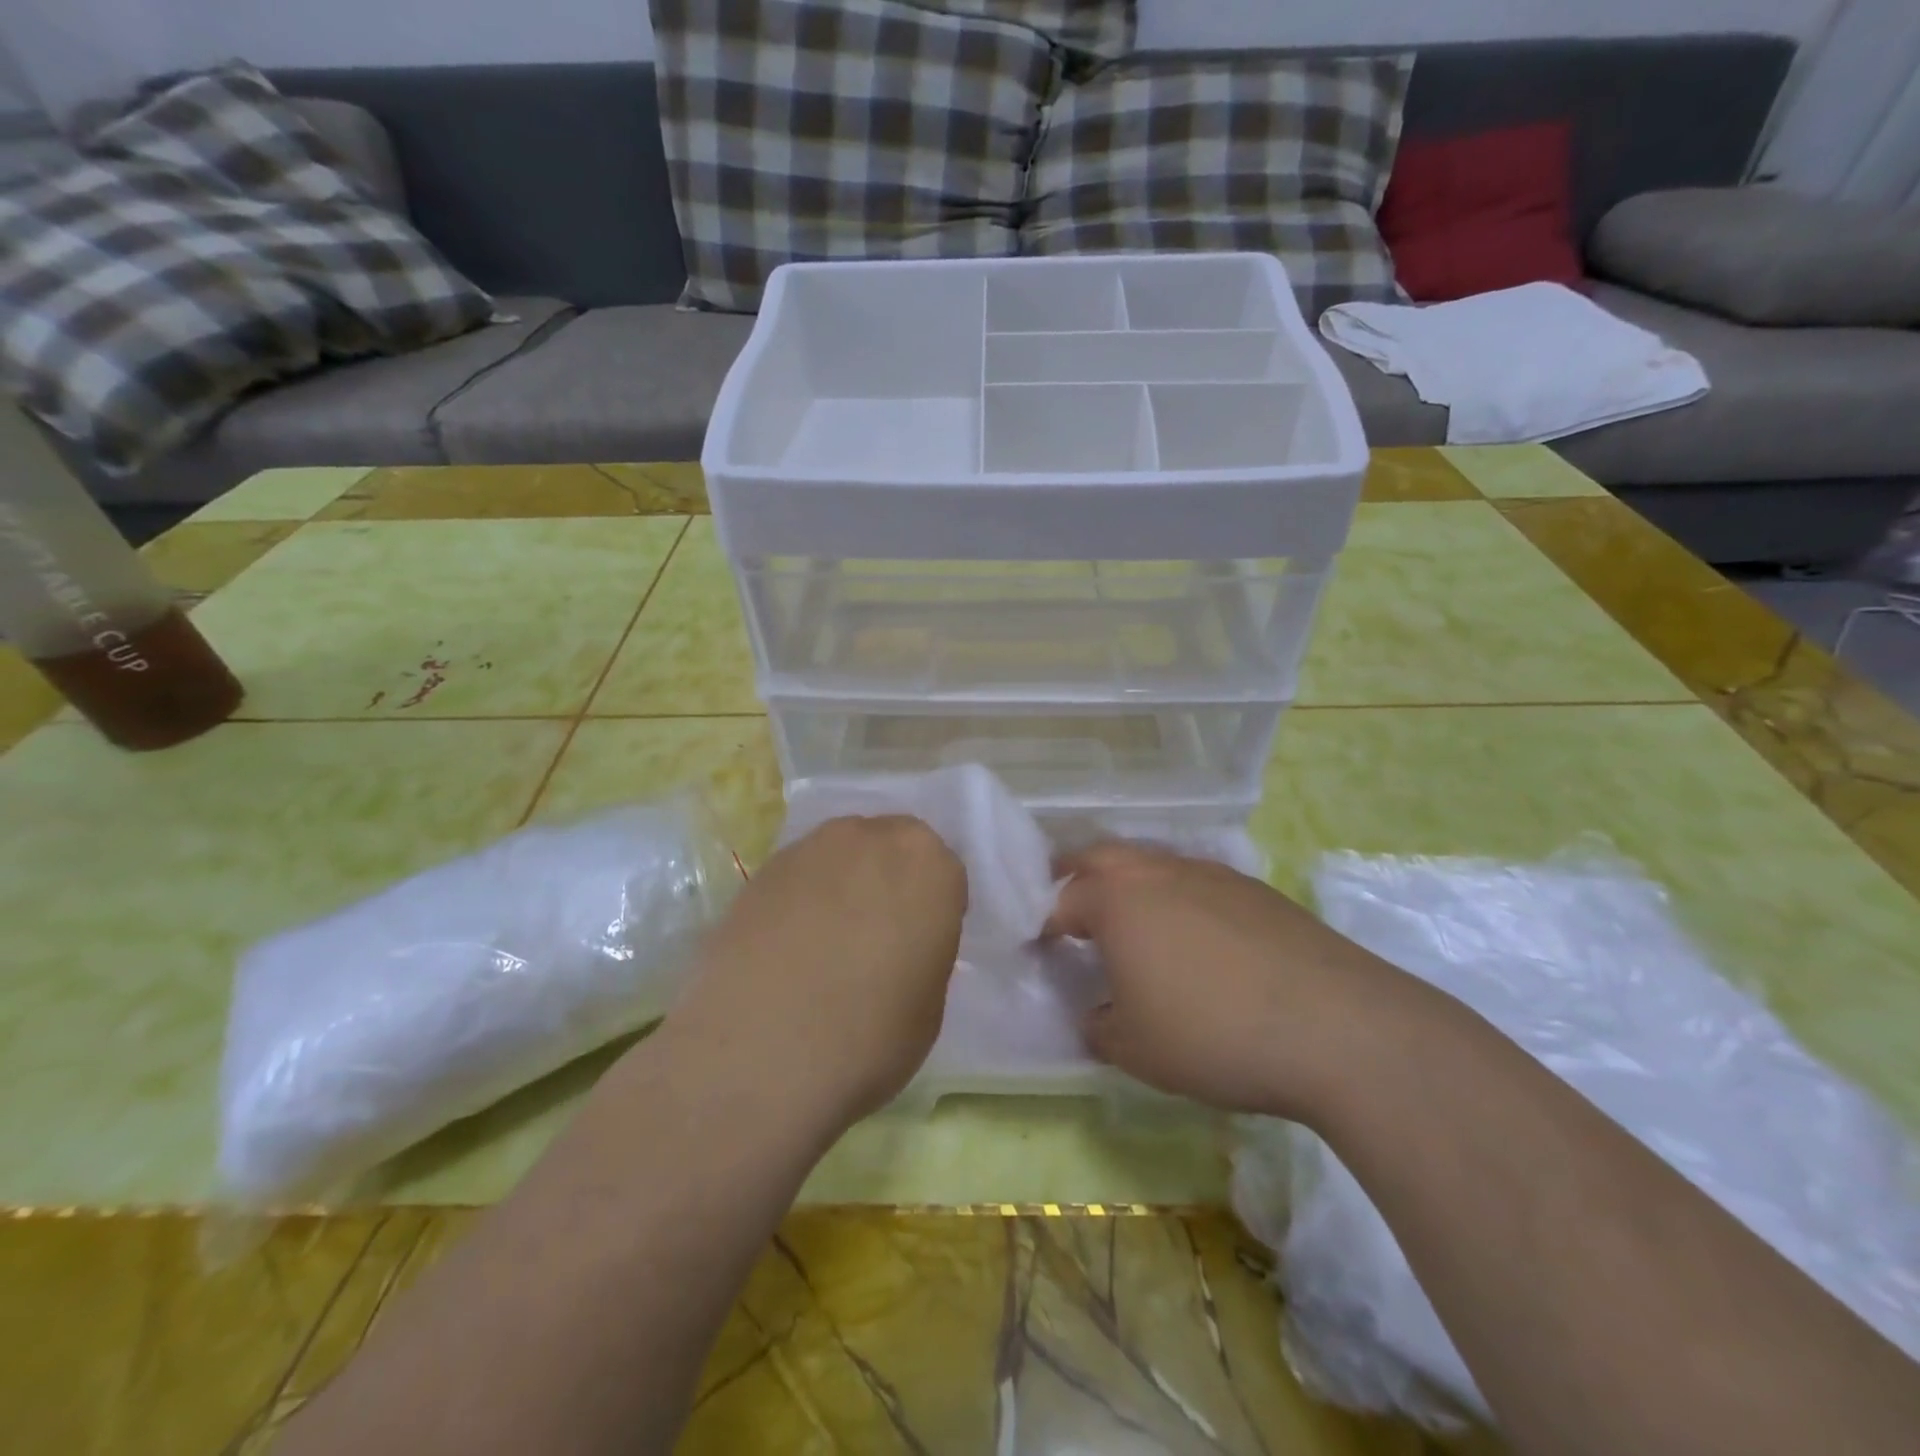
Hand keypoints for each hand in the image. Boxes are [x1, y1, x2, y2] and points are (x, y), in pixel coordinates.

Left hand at [669, 815, 966, 1128]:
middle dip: (888, 882)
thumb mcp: (929, 1003)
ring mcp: (810, 848)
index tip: (919, 945)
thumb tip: (899, 944)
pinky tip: (786, 949)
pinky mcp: (761, 869)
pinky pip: (799, 877)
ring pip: (841, 857)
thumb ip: (922, 951)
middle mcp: (871, 838)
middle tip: (875, 937)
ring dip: (842, 886)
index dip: (932, 911)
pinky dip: (800, 901)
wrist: (758, 1053)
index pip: (944, 874)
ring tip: (825, 944)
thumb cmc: (869, 1036)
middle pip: (890, 850)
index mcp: (928, 865)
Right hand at [1047, 841, 1413, 1119]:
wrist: (1336, 1027)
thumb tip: (1097, 1016)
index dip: (1044, 925)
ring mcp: (1210, 874)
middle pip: (1101, 857)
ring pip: (1152, 863)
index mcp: (1117, 901)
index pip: (1062, 901)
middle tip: (1070, 907)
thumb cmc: (1213, 1035)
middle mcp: (1158, 872)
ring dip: (1131, 883)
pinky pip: (1196, 881)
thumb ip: (1100, 1028)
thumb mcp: (1136, 1050)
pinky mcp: (1255, 889)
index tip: (1040, 948)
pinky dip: (1178, 897)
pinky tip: (1197, 938)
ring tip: (1133, 923)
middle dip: (1076, 877)